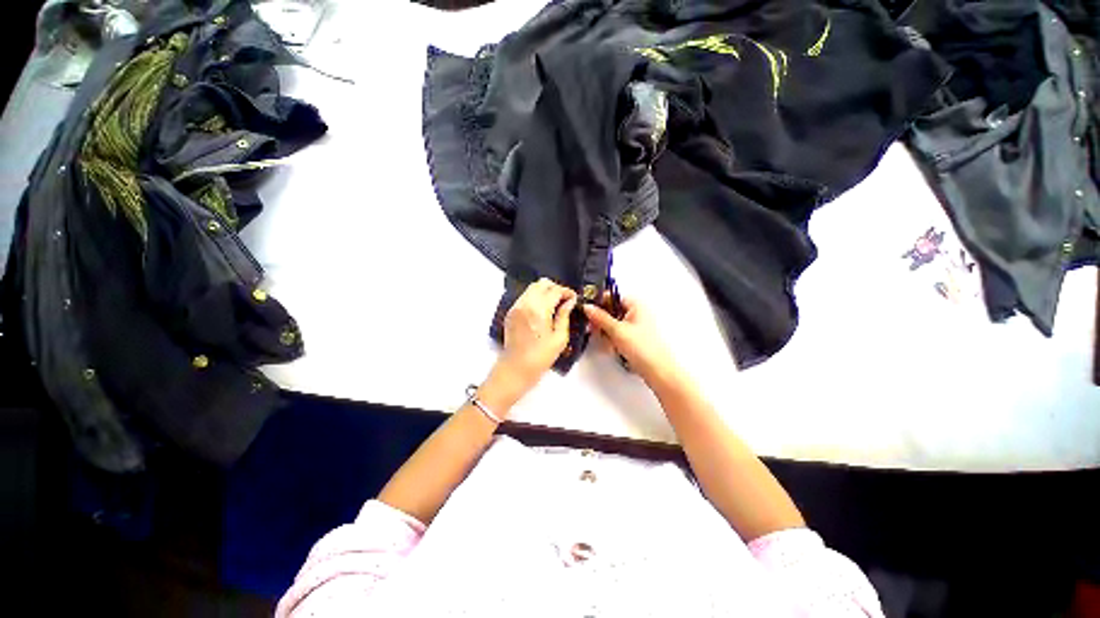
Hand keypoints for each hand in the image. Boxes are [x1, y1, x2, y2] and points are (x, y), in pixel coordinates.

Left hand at [485, 279, 576, 407]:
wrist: (516, 368)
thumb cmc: (540, 356)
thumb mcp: (560, 338)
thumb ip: (564, 316)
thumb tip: (570, 302)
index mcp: (539, 310)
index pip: (555, 290)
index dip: (567, 292)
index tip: (573, 298)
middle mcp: (526, 304)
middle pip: (542, 283)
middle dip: (555, 288)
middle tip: (564, 300)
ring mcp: (516, 307)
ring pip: (532, 288)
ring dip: (544, 292)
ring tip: (553, 305)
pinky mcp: (511, 312)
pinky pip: (525, 296)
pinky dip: (535, 297)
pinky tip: (541, 310)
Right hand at [582, 295, 679, 385]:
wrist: (659, 371)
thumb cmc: (644, 349)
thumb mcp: (617, 331)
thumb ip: (600, 318)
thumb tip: (588, 308)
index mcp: (636, 304)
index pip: (612, 296)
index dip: (599, 302)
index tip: (587, 309)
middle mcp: (637, 312)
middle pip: (611, 311)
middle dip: (602, 322)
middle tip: (595, 329)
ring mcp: (636, 326)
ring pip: (613, 324)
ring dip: (607, 334)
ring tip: (609, 344)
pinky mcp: (635, 338)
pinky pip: (618, 335)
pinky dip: (613, 341)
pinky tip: (613, 349)